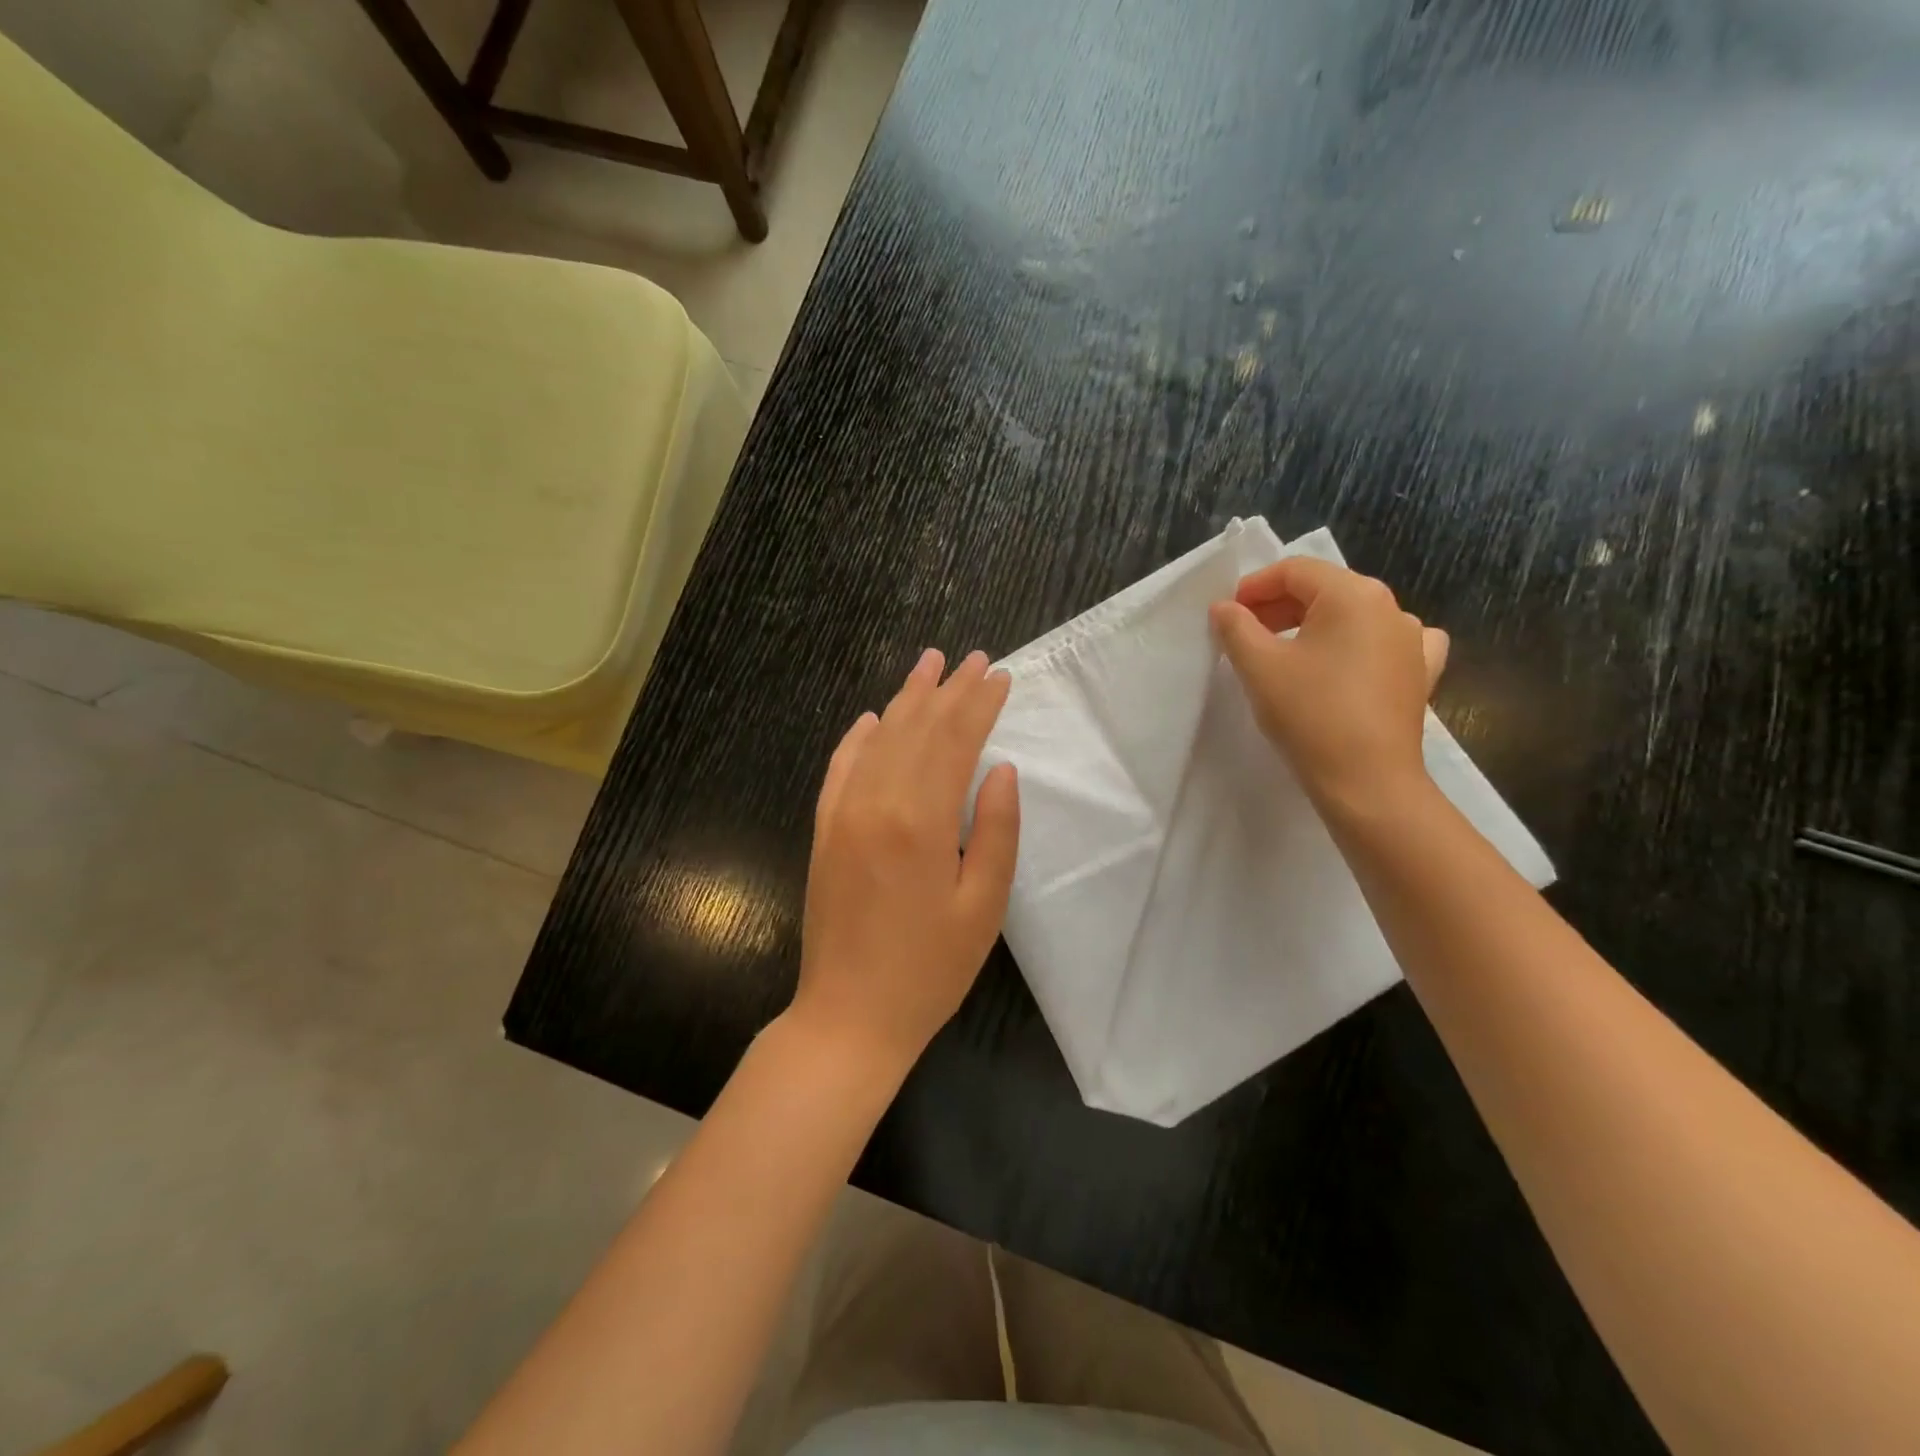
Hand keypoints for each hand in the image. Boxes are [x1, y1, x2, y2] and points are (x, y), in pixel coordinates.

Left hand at [789, 649, 1020, 1073]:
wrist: (848, 1016)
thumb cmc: (929, 970)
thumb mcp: (983, 907)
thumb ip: (997, 831)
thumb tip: (1001, 768)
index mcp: (922, 820)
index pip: (955, 741)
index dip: (978, 704)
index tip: (998, 675)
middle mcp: (876, 802)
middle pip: (917, 729)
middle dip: (947, 690)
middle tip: (970, 658)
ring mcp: (842, 814)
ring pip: (879, 739)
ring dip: (906, 700)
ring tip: (928, 665)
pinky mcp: (823, 831)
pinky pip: (840, 768)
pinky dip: (858, 738)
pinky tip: (872, 718)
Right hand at [1209, 557, 1448, 815]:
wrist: (1367, 782)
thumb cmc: (1309, 714)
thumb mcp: (1258, 666)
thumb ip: (1235, 627)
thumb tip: (1224, 607)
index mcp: (1353, 594)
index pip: (1295, 571)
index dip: (1254, 586)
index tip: (1227, 614)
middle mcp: (1390, 607)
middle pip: (1325, 590)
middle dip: (1279, 606)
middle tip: (1245, 633)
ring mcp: (1412, 640)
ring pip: (1353, 616)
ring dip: (1314, 625)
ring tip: (1285, 652)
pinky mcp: (1420, 673)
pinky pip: (1386, 643)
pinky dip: (1359, 644)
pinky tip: (1349, 661)